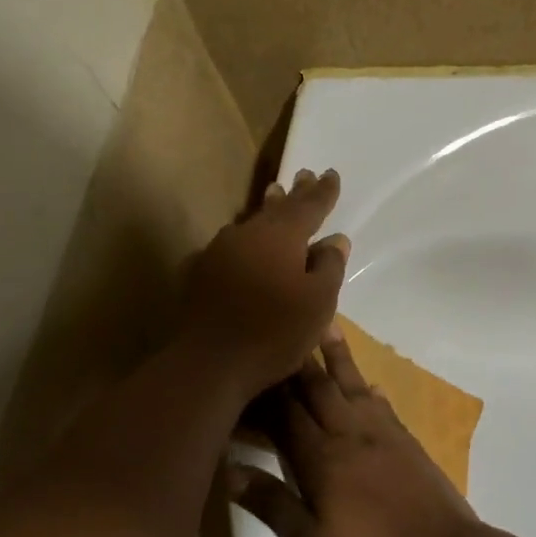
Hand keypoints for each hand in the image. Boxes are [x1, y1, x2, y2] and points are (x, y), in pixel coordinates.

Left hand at [177, 169, 349, 400]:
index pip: (309, 206)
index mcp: (282, 237)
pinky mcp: (200, 274)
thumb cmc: (274, 332)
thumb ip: (329, 267)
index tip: (331, 173)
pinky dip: (244, 242)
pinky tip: (242, 245)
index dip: (323, 192)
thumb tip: (335, 240)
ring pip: (250, 224)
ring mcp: (219, 252)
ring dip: (266, 212)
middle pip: (276, 208)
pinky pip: (229, 247)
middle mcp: (248, 234)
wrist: (209, 362)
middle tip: (304, 175)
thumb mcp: (318, 304)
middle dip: (294, 193)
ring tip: (275, 197)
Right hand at [229, 328, 482, 536]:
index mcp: (321, 457)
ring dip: (335, 356)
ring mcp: (382, 433)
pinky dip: (368, 388)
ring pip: (351, 384)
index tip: (243, 367)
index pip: (283, 413)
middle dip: (294, 361)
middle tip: (279, 328)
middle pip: (316, 387)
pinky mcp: (406, 440)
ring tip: (325, 324)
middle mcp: (349, 433)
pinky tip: (366, 384)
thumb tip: (228, 470)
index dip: (262, 391)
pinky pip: (381, 403)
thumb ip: (271, 503)